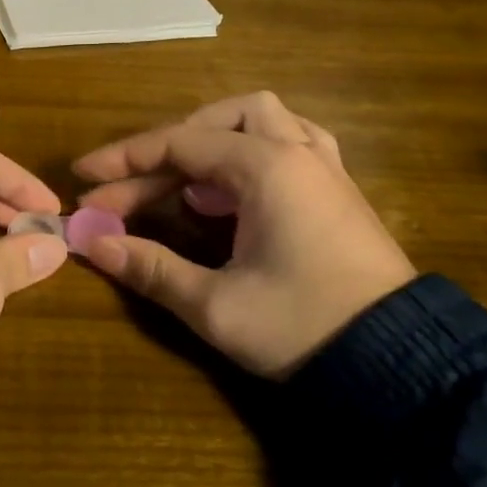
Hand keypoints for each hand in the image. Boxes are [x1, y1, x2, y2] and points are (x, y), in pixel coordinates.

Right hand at [74, 92, 415, 378]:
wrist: (403, 366)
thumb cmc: (304, 327)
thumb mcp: (215, 305)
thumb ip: (150, 268)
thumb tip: (92, 243)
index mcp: (267, 168)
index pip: (179, 145)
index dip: (123, 159)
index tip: (82, 176)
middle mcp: (298, 152)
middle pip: (218, 121)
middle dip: (166, 147)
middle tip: (131, 185)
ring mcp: (325, 168)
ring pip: (262, 120)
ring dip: (214, 137)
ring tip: (183, 174)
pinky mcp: (338, 191)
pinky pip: (291, 142)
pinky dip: (252, 149)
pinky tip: (237, 184)